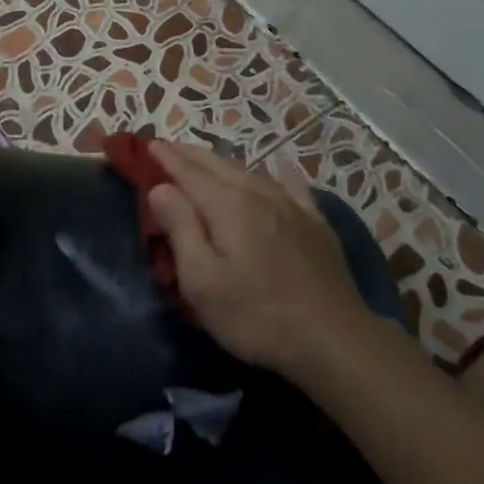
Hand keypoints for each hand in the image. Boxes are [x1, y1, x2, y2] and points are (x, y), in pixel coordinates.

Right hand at [147, 140, 370, 377]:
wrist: (334, 339)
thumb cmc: (256, 316)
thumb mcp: (202, 282)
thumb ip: (181, 228)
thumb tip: (160, 188)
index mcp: (227, 205)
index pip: (188, 171)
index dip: (166, 158)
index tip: (148, 145)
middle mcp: (259, 193)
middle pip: (217, 165)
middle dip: (189, 154)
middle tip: (168, 148)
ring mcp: (292, 205)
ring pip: (249, 171)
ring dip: (221, 163)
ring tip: (206, 162)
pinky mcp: (315, 222)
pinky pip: (289, 185)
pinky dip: (274, 173)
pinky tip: (277, 170)